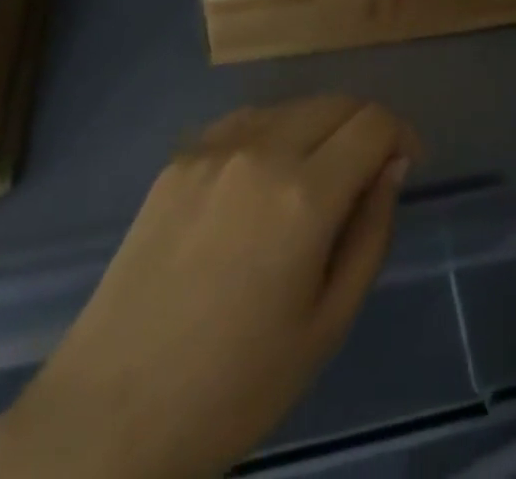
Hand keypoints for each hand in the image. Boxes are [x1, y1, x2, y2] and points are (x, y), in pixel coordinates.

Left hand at [0, 97, 418, 478]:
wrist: (110, 413)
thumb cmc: (235, 386)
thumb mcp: (327, 325)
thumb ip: (371, 233)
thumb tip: (392, 167)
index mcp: (304, 196)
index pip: (373, 124)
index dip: (401, 135)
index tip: (406, 166)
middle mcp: (262, 150)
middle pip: (336, 102)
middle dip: (365, 128)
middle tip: (367, 175)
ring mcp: (214, 148)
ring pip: (292, 106)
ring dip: (320, 129)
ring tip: (314, 181)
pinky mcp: (179, 157)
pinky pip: (246, 122)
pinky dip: (273, 134)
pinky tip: (262, 181)